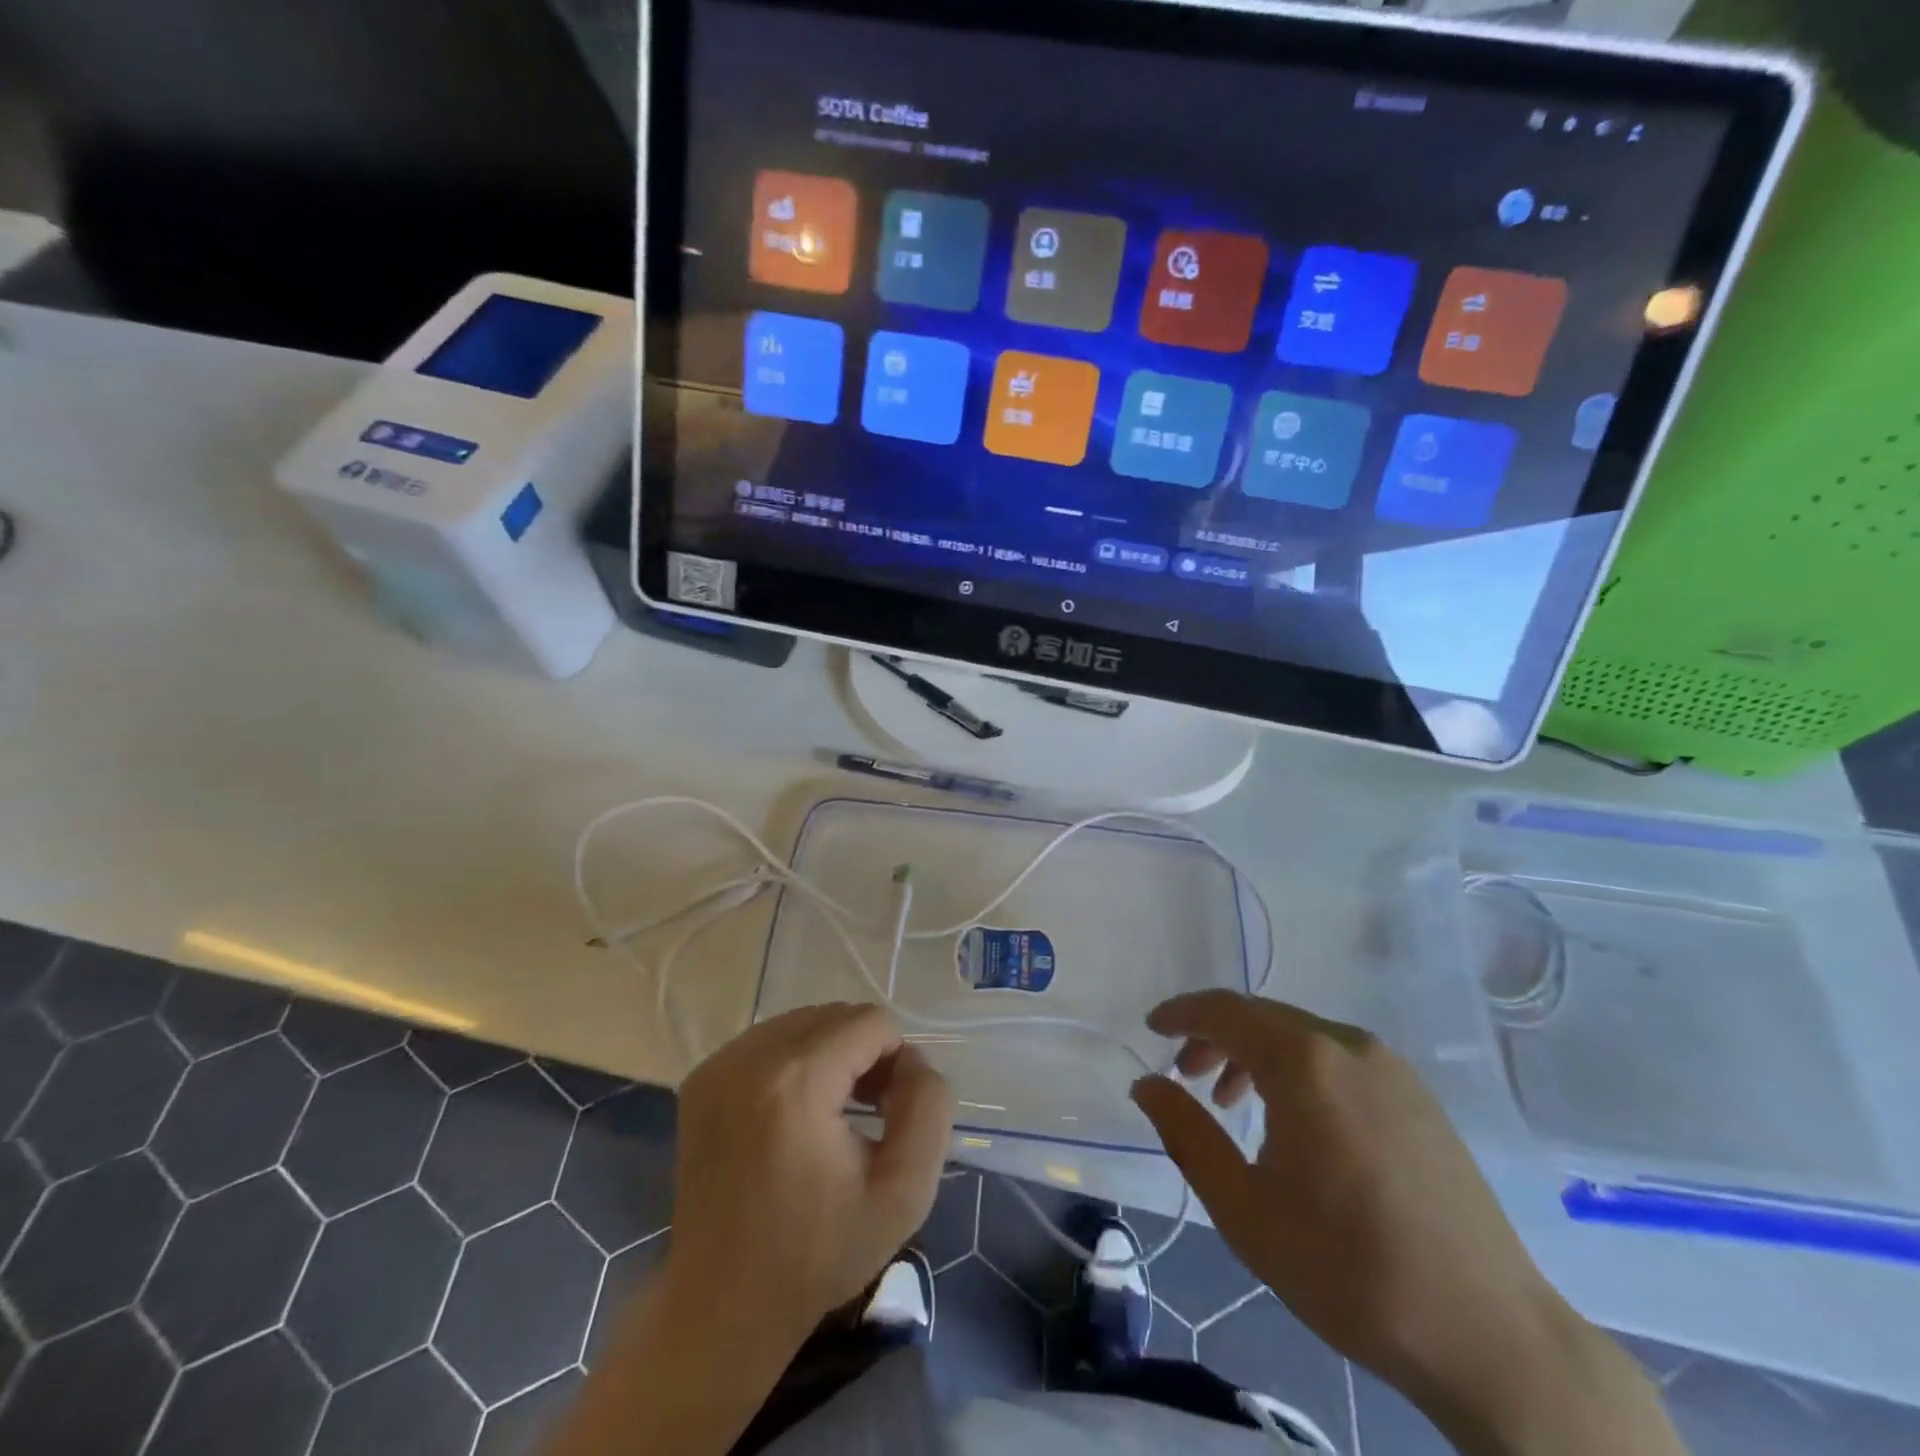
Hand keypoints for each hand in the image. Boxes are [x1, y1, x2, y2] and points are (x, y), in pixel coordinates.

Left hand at [548, 1004, 953, 1455]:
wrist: (722, 1306)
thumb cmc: (818, 1255)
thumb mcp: (904, 1192)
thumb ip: (928, 1109)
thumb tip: (913, 1061)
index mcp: (797, 1081)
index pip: (872, 1022)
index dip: (896, 1061)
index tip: (890, 1114)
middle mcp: (750, 1056)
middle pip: (836, 1015)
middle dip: (864, 1053)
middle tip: (868, 1114)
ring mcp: (719, 1064)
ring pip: (803, 1022)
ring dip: (831, 1053)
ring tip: (834, 1112)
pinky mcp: (701, 1078)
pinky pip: (769, 1039)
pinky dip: (794, 1060)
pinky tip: (796, 1113)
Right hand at [1131, 992, 1676, 1455]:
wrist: (1490, 1337)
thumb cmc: (1350, 1269)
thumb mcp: (1244, 1208)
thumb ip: (1186, 1134)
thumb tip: (1146, 1083)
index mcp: (1305, 1061)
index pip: (1224, 1011)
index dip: (1181, 1013)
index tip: (1150, 1028)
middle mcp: (1348, 1045)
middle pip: (1262, 1017)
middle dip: (1214, 1037)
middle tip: (1184, 1076)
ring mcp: (1390, 1068)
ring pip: (1301, 1036)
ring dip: (1255, 1054)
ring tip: (1231, 1102)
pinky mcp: (1417, 1097)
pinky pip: (1337, 1059)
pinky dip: (1298, 1070)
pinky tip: (1294, 1121)